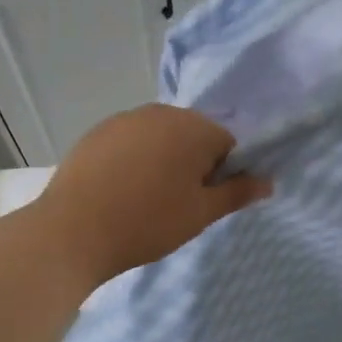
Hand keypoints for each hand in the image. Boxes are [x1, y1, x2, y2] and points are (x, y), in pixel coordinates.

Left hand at [29, 105, 270, 284]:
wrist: (73, 230)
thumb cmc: (148, 222)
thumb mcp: (200, 213)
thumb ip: (237, 193)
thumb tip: (268, 181)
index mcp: (194, 127)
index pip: (226, 143)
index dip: (220, 174)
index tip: (201, 201)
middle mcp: (161, 112)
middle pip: (192, 135)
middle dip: (191, 163)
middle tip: (175, 203)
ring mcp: (125, 118)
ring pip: (159, 137)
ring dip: (161, 160)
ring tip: (144, 198)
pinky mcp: (97, 131)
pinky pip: (130, 141)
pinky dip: (132, 159)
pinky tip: (118, 189)